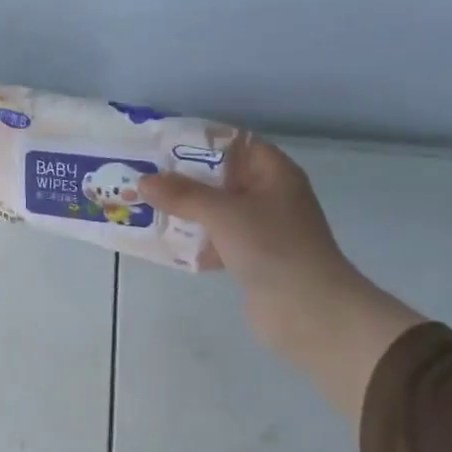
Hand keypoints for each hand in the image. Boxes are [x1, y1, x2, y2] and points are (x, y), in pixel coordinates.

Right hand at [140, 139, 424, 421]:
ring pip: (216, 212)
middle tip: (143, 177)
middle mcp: (269, 196)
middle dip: (183, 180)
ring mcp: (261, 230)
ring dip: (185, 212)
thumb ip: (183, 195)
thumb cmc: (272, 247)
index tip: (161, 145)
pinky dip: (193, 242)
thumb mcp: (224, 213)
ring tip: (145, 208)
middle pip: (221, 179)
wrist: (308, 310)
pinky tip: (164, 245)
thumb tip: (144, 181)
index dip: (200, 142)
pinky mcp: (251, 259)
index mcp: (273, 174)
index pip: (235, 144)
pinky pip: (216, 242)